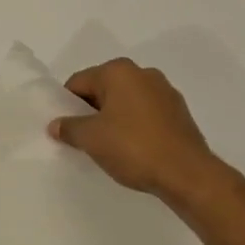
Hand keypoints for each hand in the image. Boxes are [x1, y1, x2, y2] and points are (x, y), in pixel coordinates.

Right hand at [49, 58, 230, 206]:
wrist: (188, 174)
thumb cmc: (133, 147)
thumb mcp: (91, 139)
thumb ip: (69, 128)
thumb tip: (56, 125)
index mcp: (118, 71)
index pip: (79, 82)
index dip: (67, 106)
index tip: (66, 130)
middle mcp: (142, 73)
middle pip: (103, 89)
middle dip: (91, 112)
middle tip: (85, 140)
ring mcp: (165, 91)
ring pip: (126, 102)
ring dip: (114, 119)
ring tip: (111, 148)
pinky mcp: (179, 112)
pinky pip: (146, 114)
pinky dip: (135, 127)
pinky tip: (134, 150)